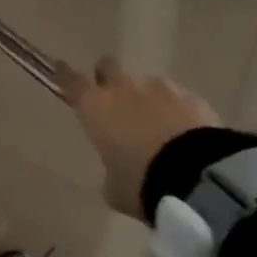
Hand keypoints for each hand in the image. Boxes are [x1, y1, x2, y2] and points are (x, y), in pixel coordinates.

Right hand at [59, 57, 218, 218]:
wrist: (196, 175)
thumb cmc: (141, 182)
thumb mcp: (115, 189)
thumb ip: (110, 171)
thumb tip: (116, 168)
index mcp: (97, 108)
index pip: (72, 81)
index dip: (65, 74)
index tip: (60, 68)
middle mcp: (125, 89)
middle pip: (109, 67)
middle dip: (108, 78)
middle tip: (113, 98)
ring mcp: (161, 88)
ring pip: (145, 82)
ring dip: (145, 97)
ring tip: (154, 124)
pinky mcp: (191, 96)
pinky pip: (176, 97)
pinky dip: (174, 109)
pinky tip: (182, 131)